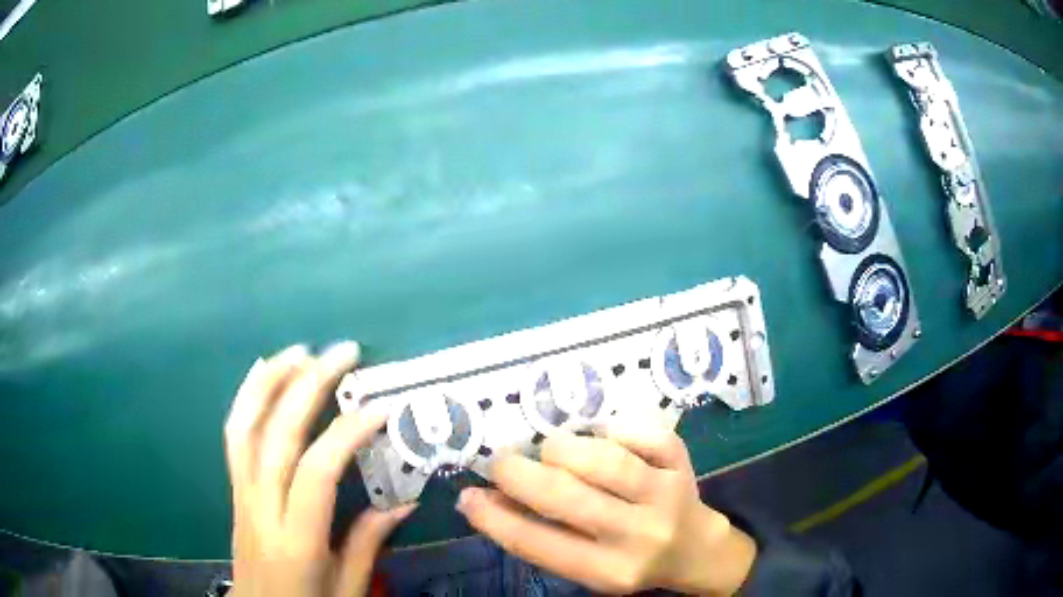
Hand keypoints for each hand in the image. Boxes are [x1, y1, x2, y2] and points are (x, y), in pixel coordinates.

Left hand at [224, 343, 415, 596]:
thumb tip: (403, 503)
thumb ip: (369, 543)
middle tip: (342, 352)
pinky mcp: (234, 489)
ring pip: (246, 426)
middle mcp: (262, 507)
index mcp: (296, 538)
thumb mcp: (347, 587)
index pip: (317, 472)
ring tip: (299, 350)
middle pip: (277, 435)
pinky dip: (246, 398)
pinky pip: (234, 436)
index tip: (379, 408)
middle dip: (308, 385)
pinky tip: (260, 373)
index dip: (347, 434)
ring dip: (271, 380)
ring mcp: (242, 494)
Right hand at [456, 426, 755, 595]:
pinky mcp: (682, 465)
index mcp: (608, 570)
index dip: (495, 518)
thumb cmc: (629, 559)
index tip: (468, 495)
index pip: (539, 544)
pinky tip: (600, 435)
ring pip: (606, 462)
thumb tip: (485, 500)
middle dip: (520, 474)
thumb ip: (542, 538)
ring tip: (548, 450)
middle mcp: (638, 535)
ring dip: (563, 449)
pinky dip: (615, 428)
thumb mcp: (586, 565)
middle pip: (568, 498)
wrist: (695, 549)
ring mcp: (666, 496)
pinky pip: (645, 435)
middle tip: (500, 462)